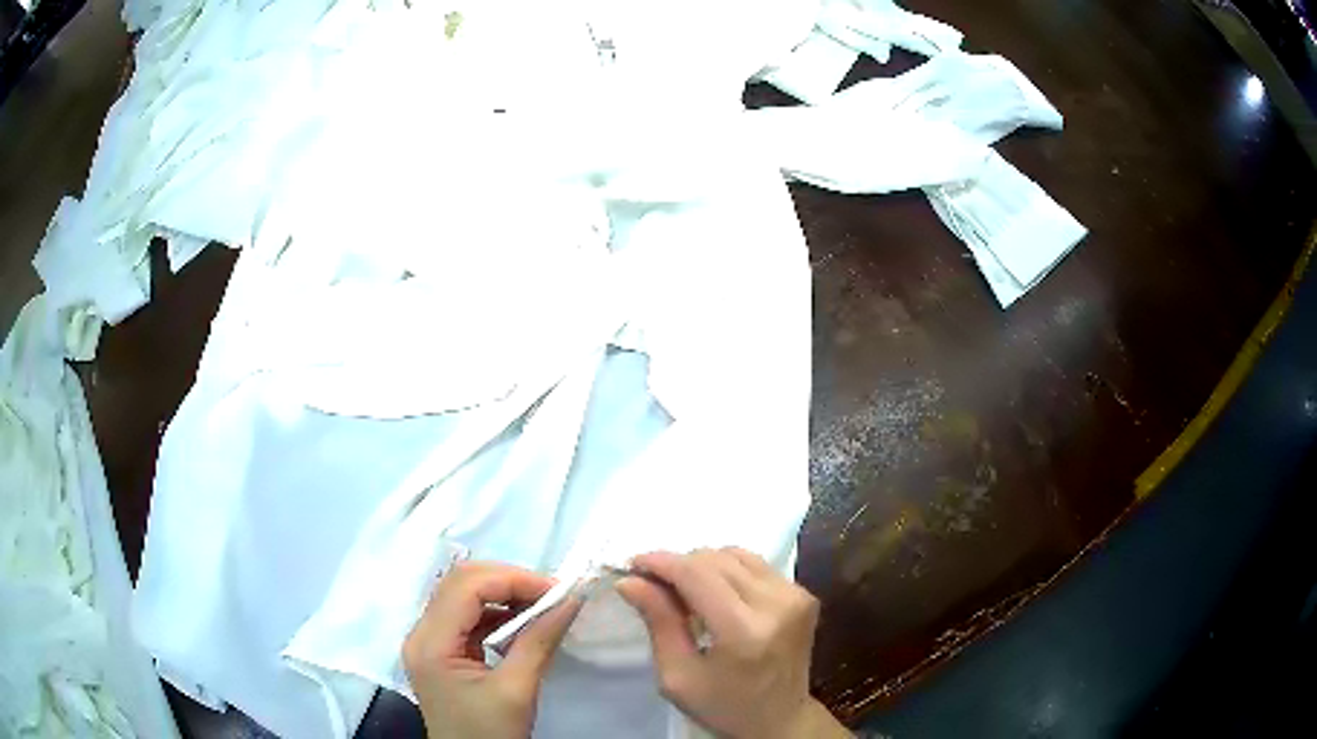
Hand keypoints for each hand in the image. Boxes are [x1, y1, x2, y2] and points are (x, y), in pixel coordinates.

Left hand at [404, 561, 581, 738]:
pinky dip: (498, 613)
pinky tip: (524, 624)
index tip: (557, 591)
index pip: (465, 586)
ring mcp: (429, 642)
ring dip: (504, 595)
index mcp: (431, 643)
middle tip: (552, 596)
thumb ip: (538, 642)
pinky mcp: (441, 651)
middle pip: (460, 583)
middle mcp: (422, 633)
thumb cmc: (489, 734)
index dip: (512, 579)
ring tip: (543, 607)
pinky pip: (467, 617)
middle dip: (508, 582)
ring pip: (463, 595)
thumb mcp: (516, 691)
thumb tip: (570, 600)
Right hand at [617, 548, 849, 738]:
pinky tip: (717, 596)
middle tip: (655, 586)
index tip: (633, 563)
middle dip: (679, 565)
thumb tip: (630, 580)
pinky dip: (729, 572)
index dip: (661, 562)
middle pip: (715, 559)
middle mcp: (776, 604)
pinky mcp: (804, 594)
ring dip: (704, 565)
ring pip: (736, 555)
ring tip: (687, 592)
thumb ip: (658, 623)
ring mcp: (796, 596)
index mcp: (744, 631)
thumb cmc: (723, 706)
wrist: (781, 720)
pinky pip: (755, 565)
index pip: (697, 574)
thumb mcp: (677, 676)